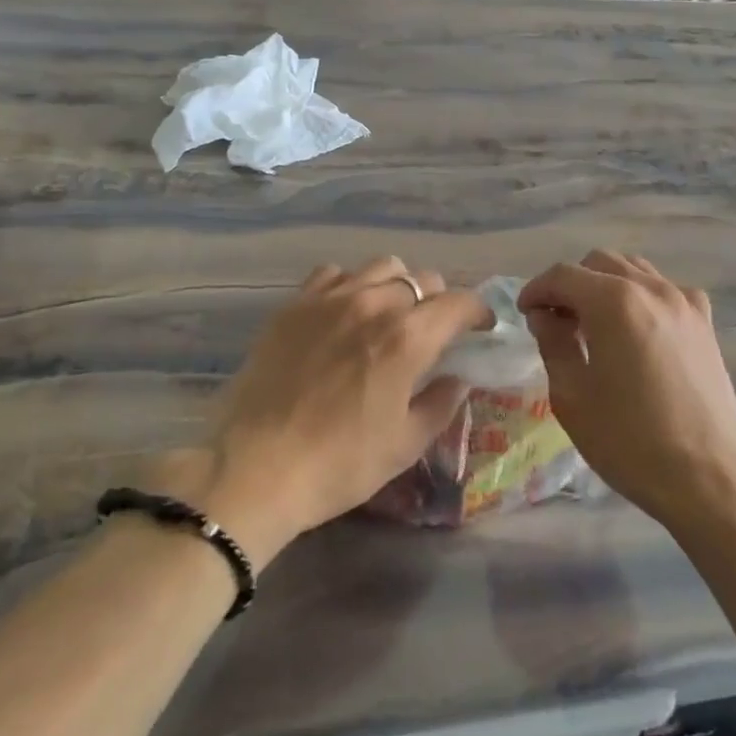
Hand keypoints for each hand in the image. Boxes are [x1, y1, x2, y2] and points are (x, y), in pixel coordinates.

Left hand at [189, 257, 490, 566]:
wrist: (255, 468)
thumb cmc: (338, 464)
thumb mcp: (404, 445)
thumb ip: (440, 404)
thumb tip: (458, 379)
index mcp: (407, 338)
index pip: (458, 302)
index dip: (477, 311)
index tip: (481, 326)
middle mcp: (373, 304)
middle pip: (422, 279)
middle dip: (438, 301)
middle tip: (433, 330)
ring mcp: (330, 298)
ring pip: (381, 267)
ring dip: (397, 286)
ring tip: (389, 314)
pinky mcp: (294, 304)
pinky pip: (333, 273)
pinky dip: (351, 284)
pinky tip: (345, 311)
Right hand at [518, 251, 735, 529]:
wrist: (709, 479)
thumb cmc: (630, 441)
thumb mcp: (572, 396)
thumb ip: (553, 344)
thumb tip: (546, 316)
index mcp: (614, 302)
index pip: (563, 275)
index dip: (537, 290)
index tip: (525, 314)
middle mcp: (651, 288)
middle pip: (599, 263)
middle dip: (571, 284)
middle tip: (556, 321)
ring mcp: (684, 302)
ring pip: (633, 270)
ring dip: (605, 286)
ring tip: (593, 325)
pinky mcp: (705, 323)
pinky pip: (664, 290)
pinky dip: (640, 297)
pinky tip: (635, 332)